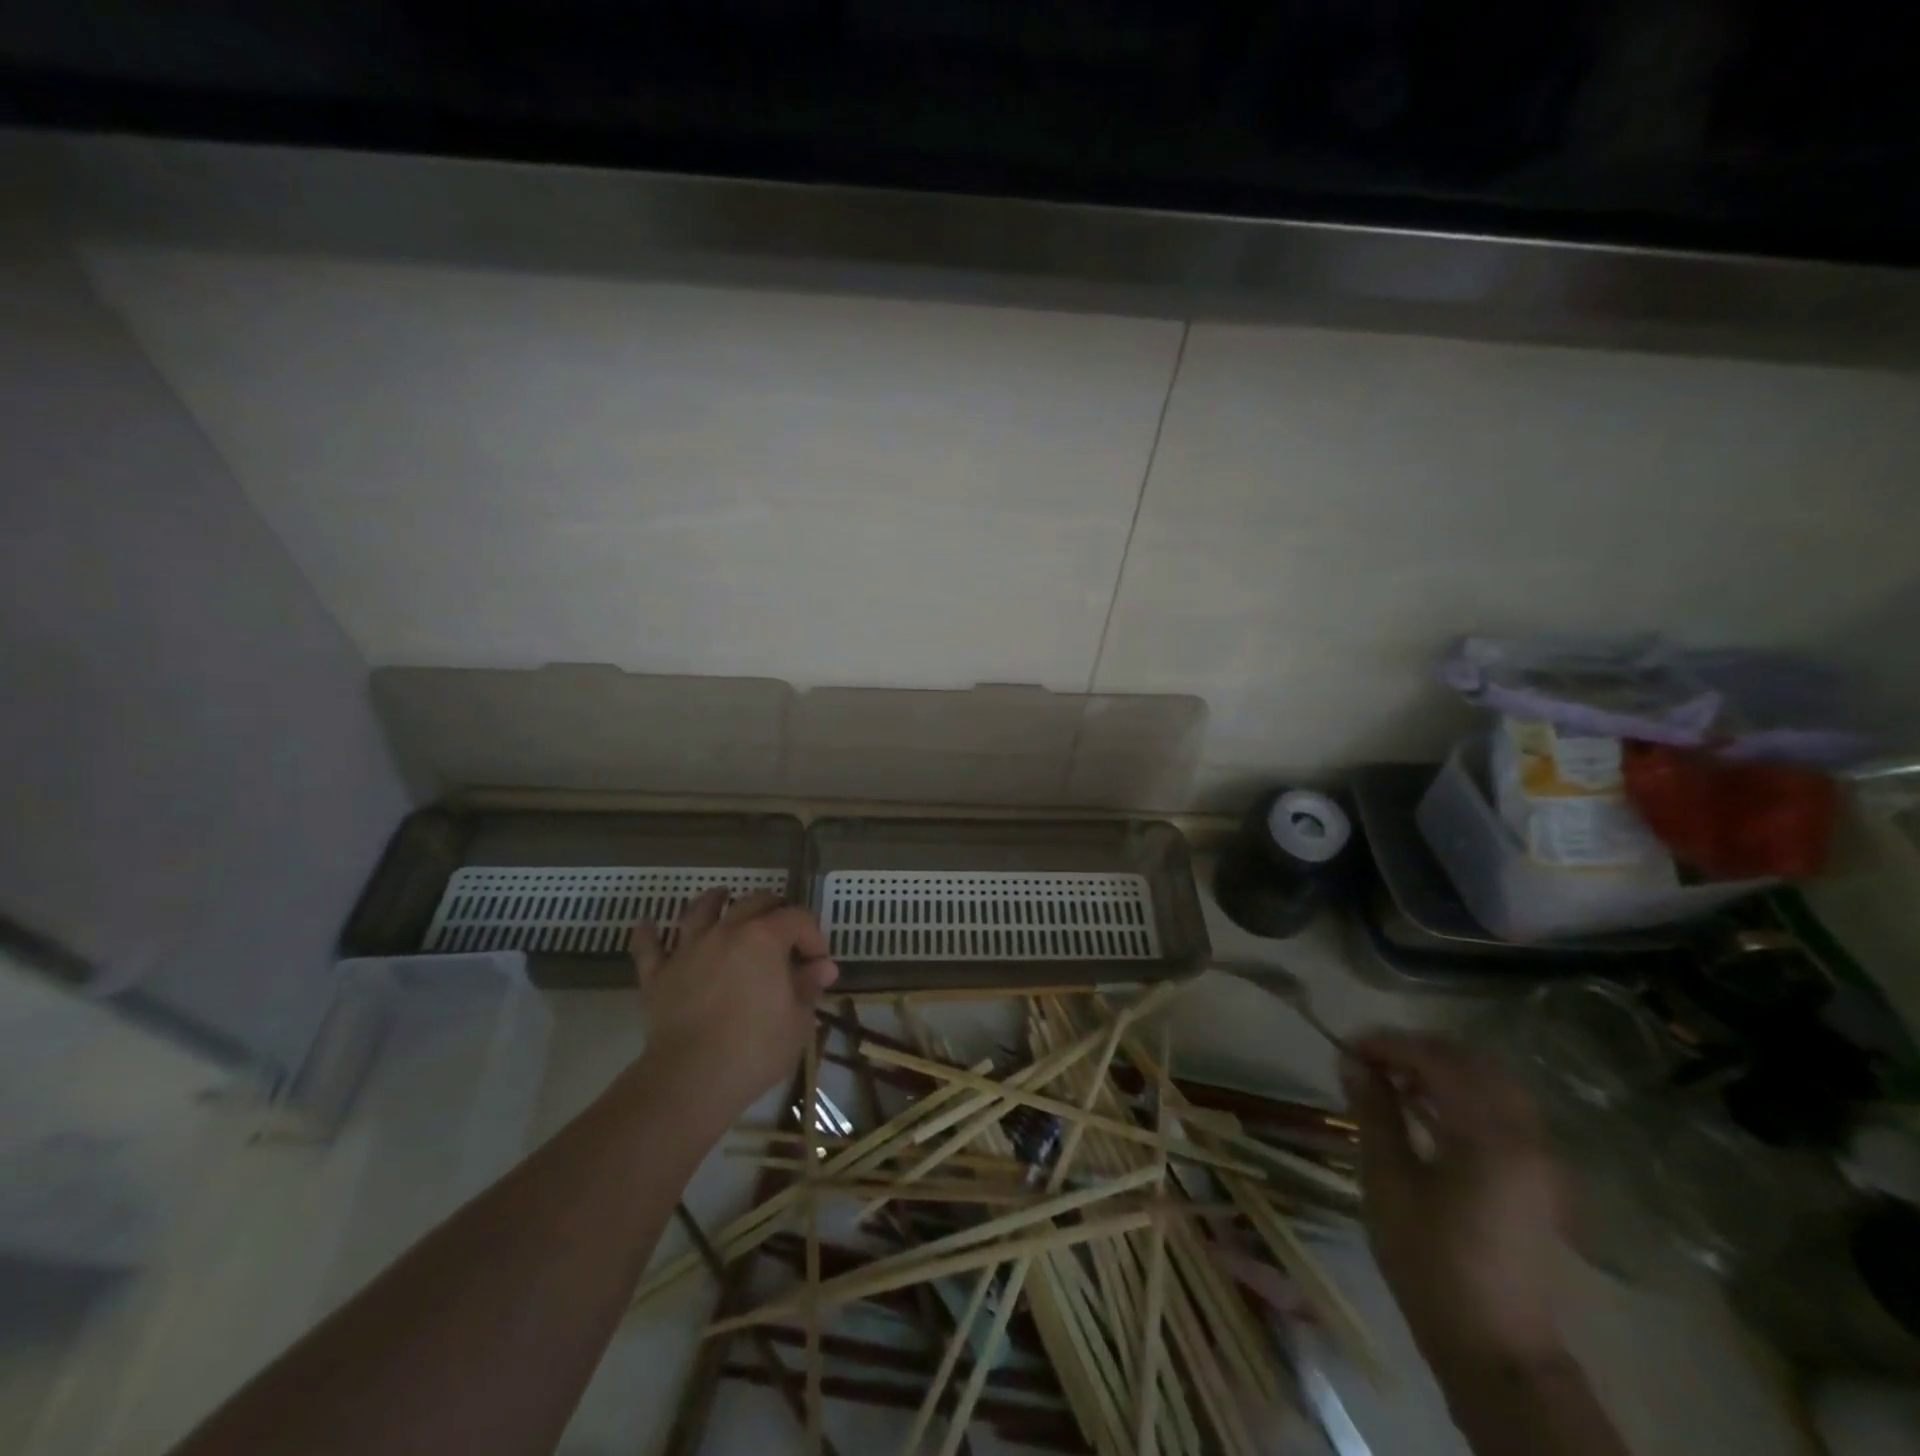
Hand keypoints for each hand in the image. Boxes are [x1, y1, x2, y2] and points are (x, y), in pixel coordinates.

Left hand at [629, 889, 838, 1124]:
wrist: (691, 1078)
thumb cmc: (755, 1048)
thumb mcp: (798, 1020)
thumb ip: (808, 986)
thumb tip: (822, 967)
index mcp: (765, 938)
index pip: (798, 918)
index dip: (813, 936)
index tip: (818, 965)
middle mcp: (726, 931)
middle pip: (753, 902)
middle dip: (774, 909)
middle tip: (783, 930)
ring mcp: (688, 950)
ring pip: (700, 911)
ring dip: (713, 900)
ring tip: (720, 896)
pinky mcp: (658, 975)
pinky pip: (649, 947)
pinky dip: (648, 933)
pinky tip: (647, 924)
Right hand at [1344, 1033, 1567, 1375]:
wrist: (1495, 1348)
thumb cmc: (1430, 1262)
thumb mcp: (1387, 1182)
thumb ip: (1373, 1113)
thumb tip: (1351, 1061)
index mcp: (1490, 1136)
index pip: (1436, 1061)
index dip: (1388, 1045)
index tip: (1346, 1047)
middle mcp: (1525, 1136)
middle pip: (1472, 1062)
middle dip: (1416, 1050)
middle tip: (1368, 1059)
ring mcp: (1539, 1157)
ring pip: (1490, 1083)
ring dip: (1440, 1069)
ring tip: (1391, 1080)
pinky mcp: (1537, 1176)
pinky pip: (1501, 1110)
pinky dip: (1462, 1094)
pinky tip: (1424, 1109)